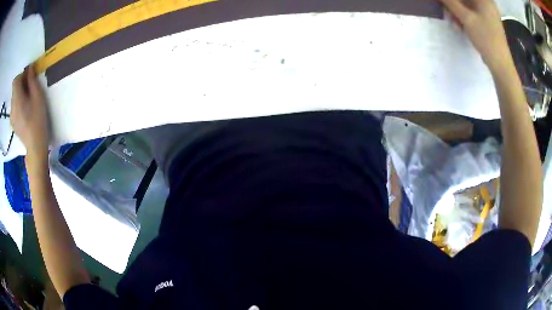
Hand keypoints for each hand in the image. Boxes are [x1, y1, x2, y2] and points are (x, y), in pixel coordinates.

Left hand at [11, 65, 50, 159]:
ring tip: (27, 99)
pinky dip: (18, 103)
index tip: (28, 77)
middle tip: (29, 87)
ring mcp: (11, 116)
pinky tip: (24, 109)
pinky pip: (13, 107)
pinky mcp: (12, 123)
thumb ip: (32, 81)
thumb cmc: (38, 119)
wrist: (35, 146)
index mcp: (17, 99)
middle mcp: (12, 107)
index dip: (21, 75)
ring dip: (19, 93)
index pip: (16, 80)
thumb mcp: (38, 96)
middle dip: (20, 84)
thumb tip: (30, 68)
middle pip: (14, 89)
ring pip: (13, 98)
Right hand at [439, 0, 512, 70]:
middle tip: (447, 13)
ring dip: (458, 12)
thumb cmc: (486, 38)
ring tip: (453, 22)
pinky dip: (465, 18)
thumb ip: (451, 2)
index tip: (446, 4)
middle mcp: (487, 3)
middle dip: (455, 4)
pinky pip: (473, 14)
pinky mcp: (488, 22)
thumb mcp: (466, 18)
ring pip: (468, 6)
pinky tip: (460, 25)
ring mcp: (488, 13)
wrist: (501, 64)